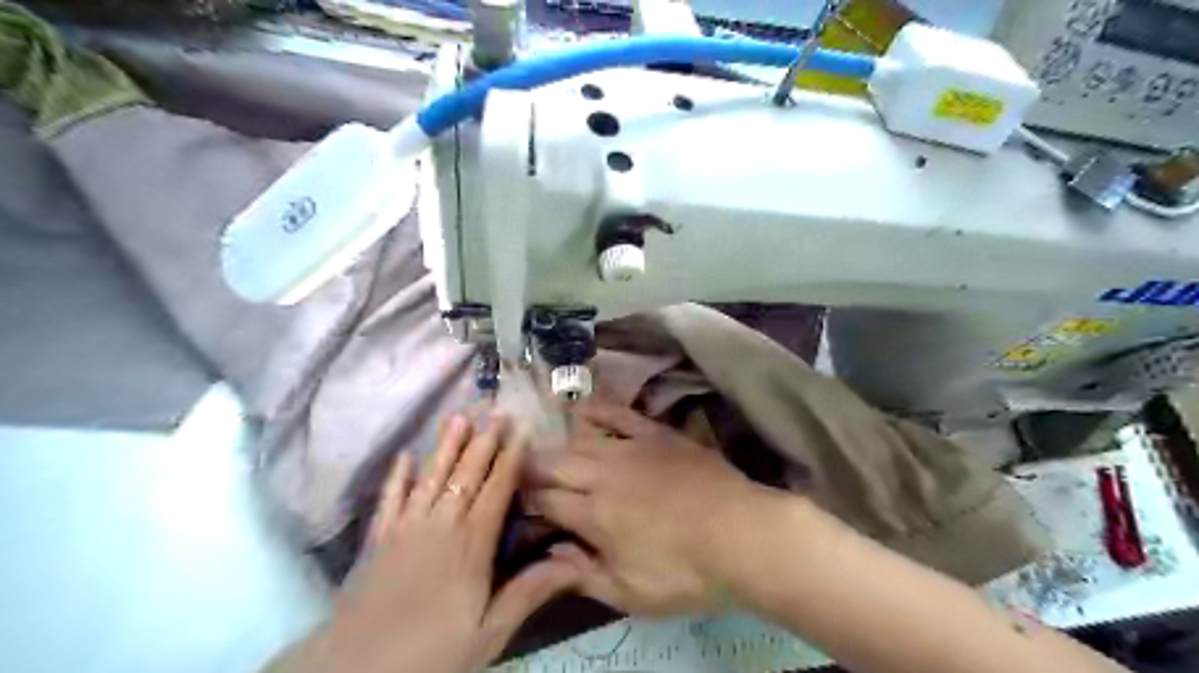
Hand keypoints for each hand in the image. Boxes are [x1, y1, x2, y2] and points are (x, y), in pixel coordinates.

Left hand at [276, 414, 584, 672]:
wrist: (358, 670)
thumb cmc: (433, 650)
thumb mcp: (490, 632)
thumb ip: (529, 593)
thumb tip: (573, 563)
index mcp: (472, 543)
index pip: (497, 490)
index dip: (510, 459)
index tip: (521, 431)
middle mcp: (441, 525)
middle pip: (466, 475)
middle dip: (483, 442)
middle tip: (496, 412)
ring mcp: (406, 528)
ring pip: (431, 477)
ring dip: (445, 447)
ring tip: (457, 417)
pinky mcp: (378, 540)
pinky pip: (390, 499)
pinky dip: (397, 476)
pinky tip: (404, 456)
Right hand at [527, 400, 777, 615]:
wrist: (740, 534)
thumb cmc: (685, 573)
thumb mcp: (630, 593)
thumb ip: (583, 575)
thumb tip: (550, 554)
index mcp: (593, 515)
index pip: (545, 501)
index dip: (526, 500)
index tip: (517, 500)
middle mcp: (602, 474)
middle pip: (554, 464)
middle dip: (531, 468)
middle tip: (521, 472)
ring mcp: (630, 449)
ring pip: (580, 440)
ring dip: (558, 444)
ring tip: (541, 443)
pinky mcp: (656, 434)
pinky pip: (619, 414)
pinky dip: (598, 410)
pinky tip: (581, 408)